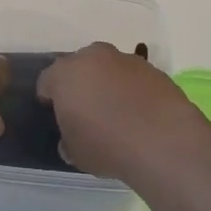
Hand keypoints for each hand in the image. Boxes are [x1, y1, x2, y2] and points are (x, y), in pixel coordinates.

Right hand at [36, 43, 206, 181]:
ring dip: (109, 85)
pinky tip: (140, 114)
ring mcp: (127, 60)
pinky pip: (134, 78)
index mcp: (65, 74)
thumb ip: (68, 139)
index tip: (56, 116)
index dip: (49, 99)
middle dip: (80, 84)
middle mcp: (93, 57)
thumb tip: (71, 139)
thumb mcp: (75, 152)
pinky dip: (133, 90)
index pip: (46, 81)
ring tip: (118, 114)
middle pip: (79, 67)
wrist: (163, 142)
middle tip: (86, 111)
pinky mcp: (154, 69)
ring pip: (109, 69)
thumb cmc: (106, 145)